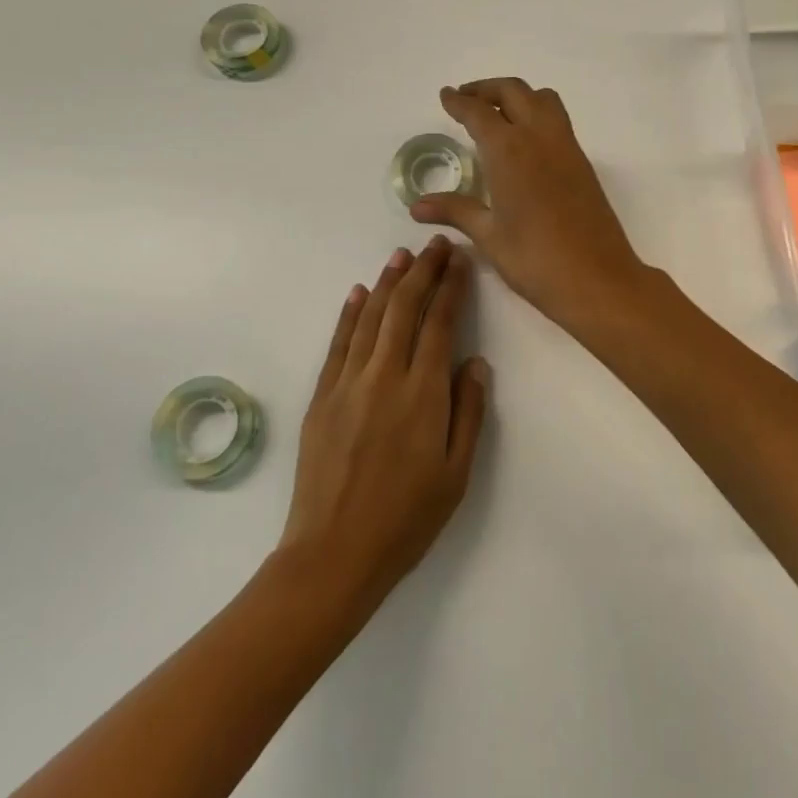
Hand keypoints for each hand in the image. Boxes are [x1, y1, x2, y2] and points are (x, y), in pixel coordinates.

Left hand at [278, 238, 488, 603]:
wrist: (333, 553)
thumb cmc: (406, 519)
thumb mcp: (456, 473)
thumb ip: (468, 412)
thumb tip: (475, 362)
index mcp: (423, 394)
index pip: (440, 324)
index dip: (451, 288)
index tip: (460, 261)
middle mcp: (385, 377)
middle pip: (405, 310)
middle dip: (423, 272)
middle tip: (436, 244)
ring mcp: (347, 383)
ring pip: (371, 318)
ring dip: (388, 282)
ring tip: (402, 255)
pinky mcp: (321, 396)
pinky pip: (338, 344)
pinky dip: (349, 314)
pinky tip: (359, 293)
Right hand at [410, 79, 649, 333]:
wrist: (597, 279)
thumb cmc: (535, 260)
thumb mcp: (489, 235)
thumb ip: (455, 210)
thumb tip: (418, 205)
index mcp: (509, 150)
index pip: (478, 112)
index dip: (459, 101)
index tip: (446, 95)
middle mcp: (539, 137)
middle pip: (513, 92)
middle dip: (486, 89)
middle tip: (466, 100)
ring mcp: (566, 146)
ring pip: (542, 99)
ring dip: (517, 96)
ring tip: (497, 114)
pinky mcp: (582, 162)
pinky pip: (557, 120)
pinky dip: (536, 114)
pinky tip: (524, 143)